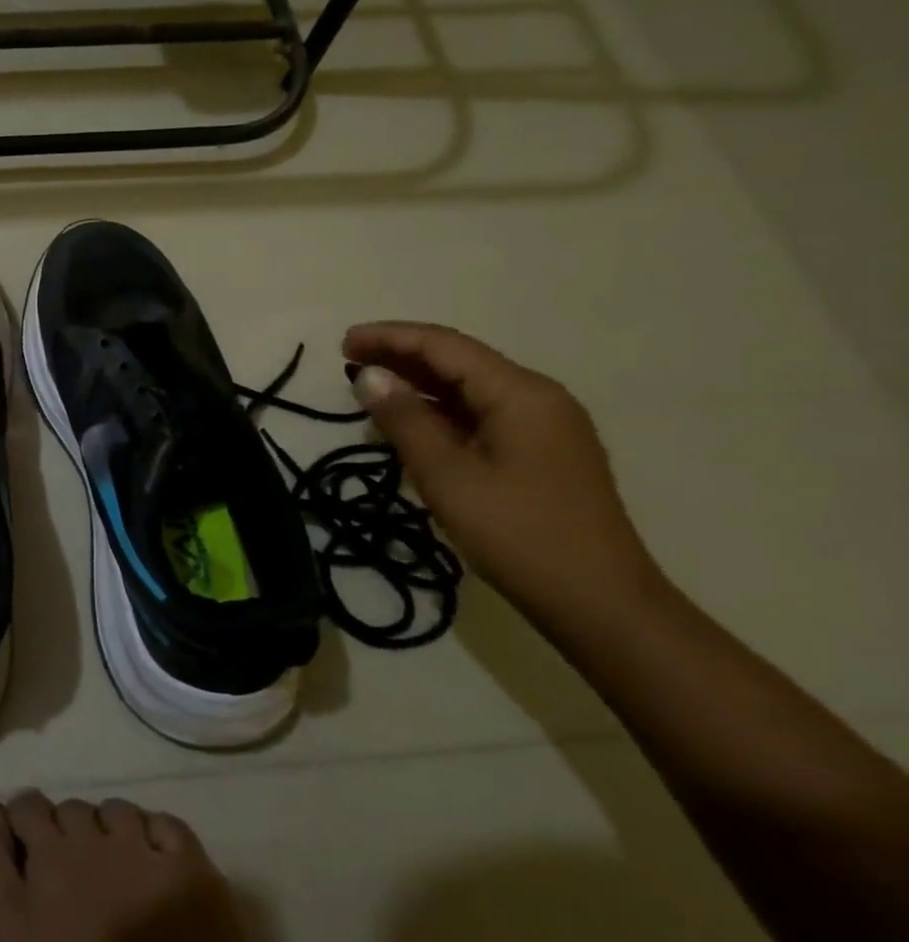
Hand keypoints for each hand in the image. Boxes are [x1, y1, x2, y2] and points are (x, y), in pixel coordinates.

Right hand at [342, 322, 662, 616]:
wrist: (599, 603)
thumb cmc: (517, 534)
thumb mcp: (447, 476)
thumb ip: (405, 420)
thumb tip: (369, 375)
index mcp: (521, 394)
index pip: (445, 346)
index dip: (390, 338)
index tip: (342, 344)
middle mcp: (537, 398)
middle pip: (459, 361)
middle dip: (401, 356)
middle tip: (348, 361)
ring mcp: (543, 426)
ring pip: (469, 389)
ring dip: (418, 383)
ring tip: (369, 387)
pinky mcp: (540, 453)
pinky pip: (480, 415)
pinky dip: (439, 411)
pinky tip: (410, 421)